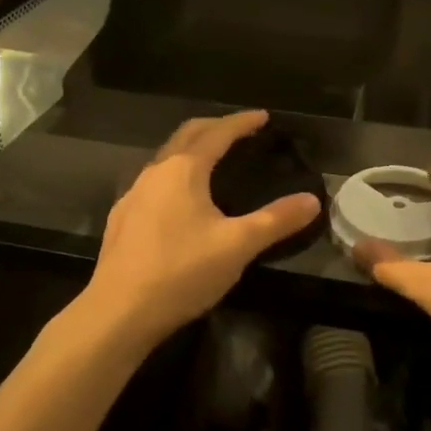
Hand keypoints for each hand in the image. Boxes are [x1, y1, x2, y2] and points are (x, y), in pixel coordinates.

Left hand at [84, 110, 320, 347]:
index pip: (218, 133)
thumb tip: (312, 201)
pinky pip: (153, 182)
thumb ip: (276, 220)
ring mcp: (133, 196)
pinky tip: (180, 200)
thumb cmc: (181, 272)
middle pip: (187, 135)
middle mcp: (155, 173)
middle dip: (215, 127)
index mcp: (183, 170)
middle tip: (240, 130)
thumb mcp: (238, 246)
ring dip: (192, 149)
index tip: (263, 116)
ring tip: (213, 160)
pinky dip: (175, 175)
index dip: (242, 122)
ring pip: (166, 158)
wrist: (118, 314)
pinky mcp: (122, 220)